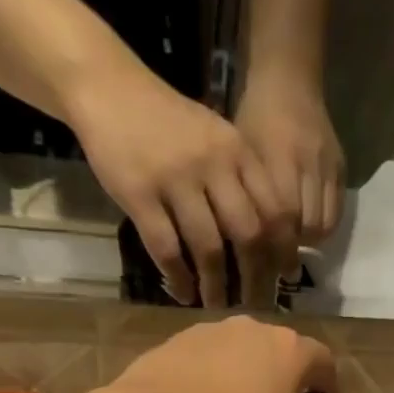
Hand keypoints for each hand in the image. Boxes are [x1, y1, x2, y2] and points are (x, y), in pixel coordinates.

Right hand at [68, 59, 294, 308]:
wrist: (108, 87)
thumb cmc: (166, 121)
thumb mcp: (214, 138)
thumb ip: (241, 179)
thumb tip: (268, 237)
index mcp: (236, 151)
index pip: (274, 209)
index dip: (283, 250)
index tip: (285, 278)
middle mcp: (212, 165)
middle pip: (248, 234)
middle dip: (255, 277)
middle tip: (254, 304)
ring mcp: (175, 180)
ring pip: (208, 248)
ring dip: (216, 286)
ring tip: (216, 304)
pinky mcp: (140, 195)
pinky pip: (167, 250)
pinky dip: (179, 279)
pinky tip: (184, 294)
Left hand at [109, 316, 336, 392]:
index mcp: (292, 354)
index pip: (325, 364)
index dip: (327, 391)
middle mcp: (255, 330)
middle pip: (283, 351)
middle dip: (287, 380)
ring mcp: (212, 331)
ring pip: (243, 351)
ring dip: (248, 375)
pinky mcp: (176, 340)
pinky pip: (208, 357)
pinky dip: (213, 375)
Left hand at [236, 68, 344, 248]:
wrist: (290, 79)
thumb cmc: (254, 118)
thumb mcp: (242, 153)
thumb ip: (247, 195)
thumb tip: (244, 242)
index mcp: (279, 159)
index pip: (282, 218)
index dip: (275, 246)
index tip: (265, 264)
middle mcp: (308, 164)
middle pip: (306, 226)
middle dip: (292, 249)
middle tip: (278, 260)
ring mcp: (328, 167)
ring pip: (324, 223)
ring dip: (309, 241)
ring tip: (294, 245)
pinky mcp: (342, 168)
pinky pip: (337, 211)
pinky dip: (323, 227)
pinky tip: (309, 229)